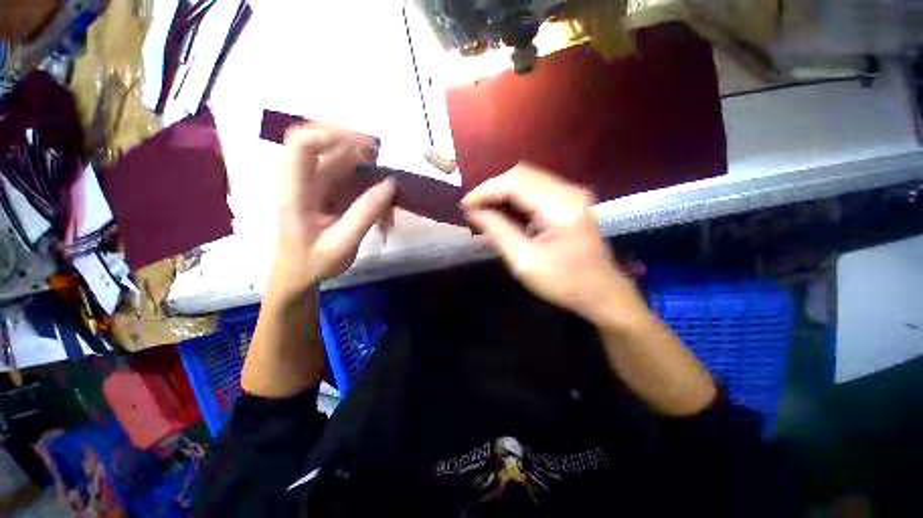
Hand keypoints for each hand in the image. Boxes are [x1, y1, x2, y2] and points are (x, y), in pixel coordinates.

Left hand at [271, 123, 394, 295]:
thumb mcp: (342, 244)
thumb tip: (390, 184)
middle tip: (386, 173)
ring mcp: (317, 184)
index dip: (332, 135)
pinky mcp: (330, 191)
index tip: (368, 148)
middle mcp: (304, 180)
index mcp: (295, 191)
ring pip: (345, 161)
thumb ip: (365, 214)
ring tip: (389, 205)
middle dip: (361, 153)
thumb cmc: (313, 262)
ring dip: (372, 176)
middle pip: (328, 145)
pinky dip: (372, 190)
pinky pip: (354, 179)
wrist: (298, 274)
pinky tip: (383, 213)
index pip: (302, 145)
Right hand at [461, 164, 645, 323]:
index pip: (515, 183)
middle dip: (493, 189)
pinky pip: (537, 189)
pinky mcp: (571, 201)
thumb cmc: (564, 283)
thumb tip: (474, 212)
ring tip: (485, 210)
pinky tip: (504, 212)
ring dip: (503, 192)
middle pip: (522, 175)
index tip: (465, 205)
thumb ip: (498, 232)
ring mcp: (573, 194)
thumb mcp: (525, 262)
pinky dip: (516, 198)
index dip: (486, 190)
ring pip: (529, 180)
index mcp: (561, 208)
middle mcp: (570, 192)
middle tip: (474, 208)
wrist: (601, 293)